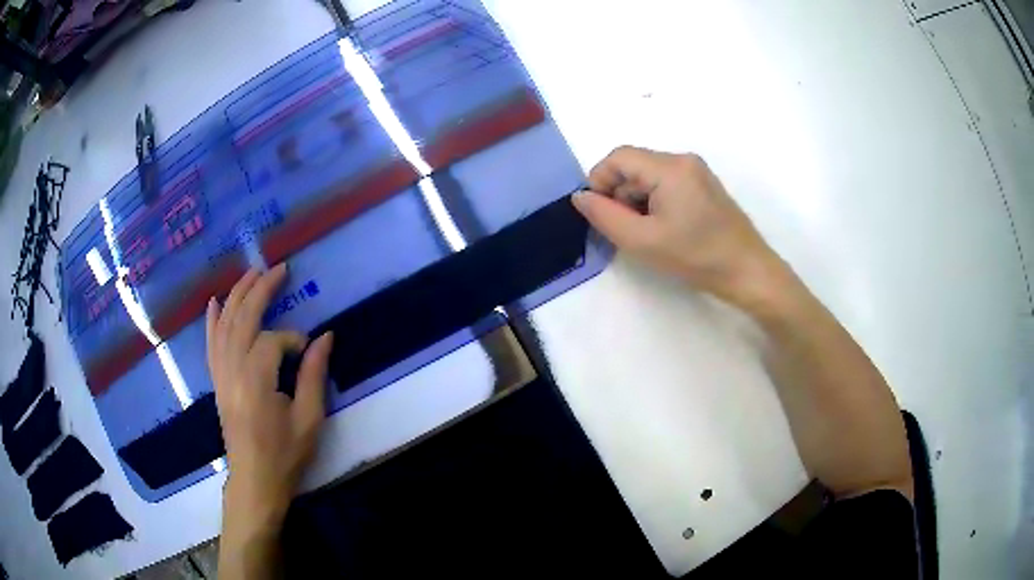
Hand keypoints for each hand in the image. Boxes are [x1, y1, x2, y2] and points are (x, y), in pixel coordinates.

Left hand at [206, 264, 332, 533]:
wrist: (255, 481)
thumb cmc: (285, 455)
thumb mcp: (309, 419)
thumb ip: (314, 375)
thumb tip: (325, 336)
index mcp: (257, 380)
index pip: (274, 341)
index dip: (294, 340)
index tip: (309, 351)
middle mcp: (233, 369)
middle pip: (243, 319)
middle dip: (260, 290)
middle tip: (279, 268)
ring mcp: (221, 374)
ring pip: (225, 325)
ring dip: (238, 295)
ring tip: (251, 273)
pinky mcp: (217, 381)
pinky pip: (211, 343)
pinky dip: (213, 320)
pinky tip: (216, 302)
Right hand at [573, 146, 788, 308]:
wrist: (748, 271)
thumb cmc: (696, 257)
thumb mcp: (643, 241)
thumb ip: (605, 216)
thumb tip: (580, 197)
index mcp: (670, 167)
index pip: (618, 156)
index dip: (600, 180)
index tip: (600, 214)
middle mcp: (683, 160)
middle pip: (634, 165)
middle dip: (620, 194)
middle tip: (625, 230)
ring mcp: (697, 172)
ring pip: (649, 176)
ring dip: (637, 200)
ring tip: (646, 234)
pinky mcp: (704, 185)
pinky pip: (667, 184)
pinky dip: (655, 202)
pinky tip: (663, 229)